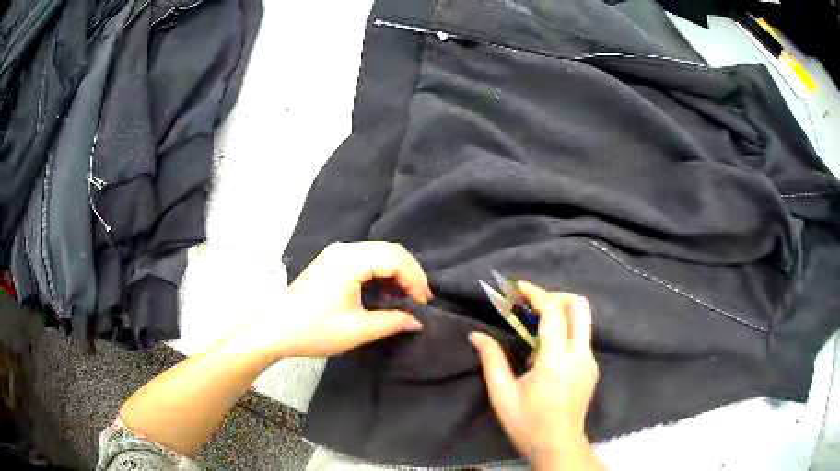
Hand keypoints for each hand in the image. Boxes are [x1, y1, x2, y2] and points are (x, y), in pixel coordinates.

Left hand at [256, 241, 429, 357]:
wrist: (276, 328)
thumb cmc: (315, 330)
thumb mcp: (357, 330)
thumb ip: (392, 321)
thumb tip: (417, 321)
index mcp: (350, 261)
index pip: (395, 257)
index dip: (415, 279)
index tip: (423, 304)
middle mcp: (344, 249)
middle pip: (389, 250)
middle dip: (410, 273)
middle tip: (420, 299)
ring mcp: (336, 253)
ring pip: (379, 253)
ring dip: (397, 272)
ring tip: (407, 297)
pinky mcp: (332, 261)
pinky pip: (366, 259)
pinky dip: (382, 272)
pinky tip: (386, 291)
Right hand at [470, 281, 601, 468]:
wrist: (558, 446)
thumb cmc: (527, 424)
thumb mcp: (502, 395)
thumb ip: (491, 360)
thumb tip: (476, 335)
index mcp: (556, 362)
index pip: (553, 313)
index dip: (536, 293)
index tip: (518, 287)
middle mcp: (580, 356)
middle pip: (580, 307)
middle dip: (556, 296)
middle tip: (532, 303)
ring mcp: (590, 361)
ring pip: (584, 320)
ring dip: (562, 311)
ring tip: (536, 322)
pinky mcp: (592, 368)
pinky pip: (582, 336)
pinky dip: (566, 328)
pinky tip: (547, 346)